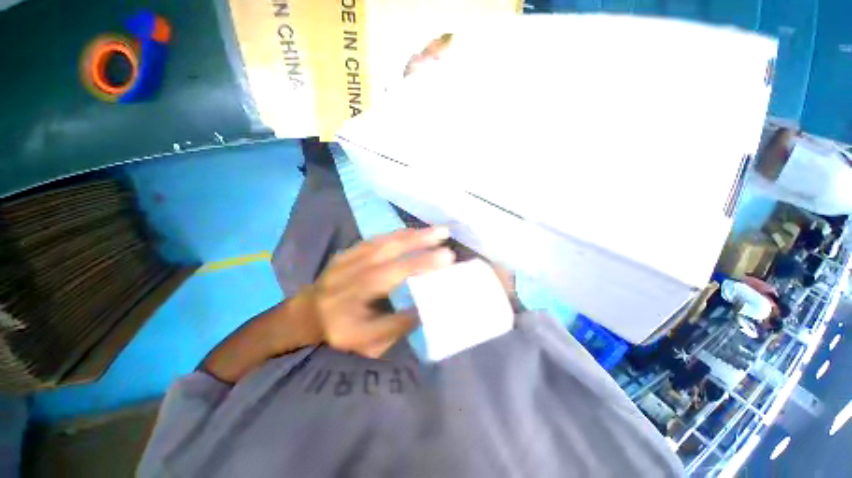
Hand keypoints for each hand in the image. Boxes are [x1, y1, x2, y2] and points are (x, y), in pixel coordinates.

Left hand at [304, 227, 454, 357]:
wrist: (307, 314)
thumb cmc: (341, 332)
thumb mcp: (368, 343)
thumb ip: (398, 326)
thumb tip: (428, 308)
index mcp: (350, 304)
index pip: (390, 280)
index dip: (418, 267)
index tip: (446, 259)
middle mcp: (346, 278)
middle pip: (385, 254)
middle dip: (418, 242)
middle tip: (445, 234)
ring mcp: (344, 261)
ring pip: (381, 242)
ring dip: (411, 234)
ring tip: (435, 230)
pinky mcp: (346, 252)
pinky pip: (374, 240)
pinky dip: (396, 235)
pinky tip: (413, 232)